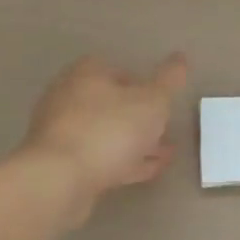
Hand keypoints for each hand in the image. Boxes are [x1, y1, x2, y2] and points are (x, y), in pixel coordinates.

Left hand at [18, 53, 187, 205]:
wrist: (59, 181)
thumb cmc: (109, 130)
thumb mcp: (152, 101)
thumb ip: (169, 80)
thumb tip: (180, 58)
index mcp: (86, 75)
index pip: (115, 68)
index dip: (140, 82)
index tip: (160, 99)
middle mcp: (67, 98)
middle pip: (109, 103)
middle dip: (138, 116)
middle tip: (164, 128)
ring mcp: (61, 134)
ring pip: (105, 133)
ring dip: (133, 142)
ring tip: (164, 154)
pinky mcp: (59, 165)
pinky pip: (98, 158)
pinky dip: (123, 162)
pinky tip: (147, 171)